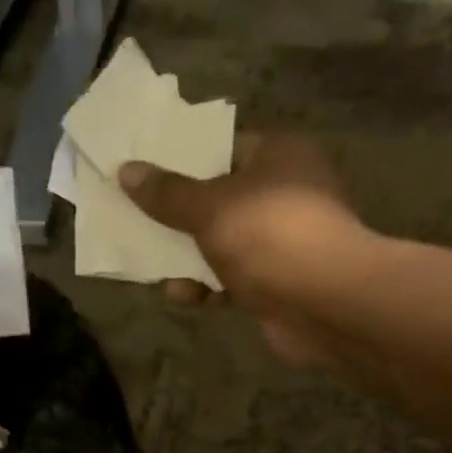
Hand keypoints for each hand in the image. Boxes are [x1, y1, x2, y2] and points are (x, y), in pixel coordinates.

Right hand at [118, 133, 367, 367]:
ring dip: (187, 257)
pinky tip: (179, 295)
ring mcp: (280, 243)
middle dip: (178, 215)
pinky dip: (205, 288)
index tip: (144, 172)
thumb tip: (127, 171)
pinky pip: (230, 282)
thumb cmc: (269, 236)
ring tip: (148, 262)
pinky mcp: (274, 286)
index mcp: (277, 155)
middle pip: (219, 199)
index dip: (183, 160)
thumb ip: (167, 194)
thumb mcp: (210, 208)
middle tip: (136, 219)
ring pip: (221, 245)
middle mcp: (282, 194)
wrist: (324, 304)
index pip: (223, 148)